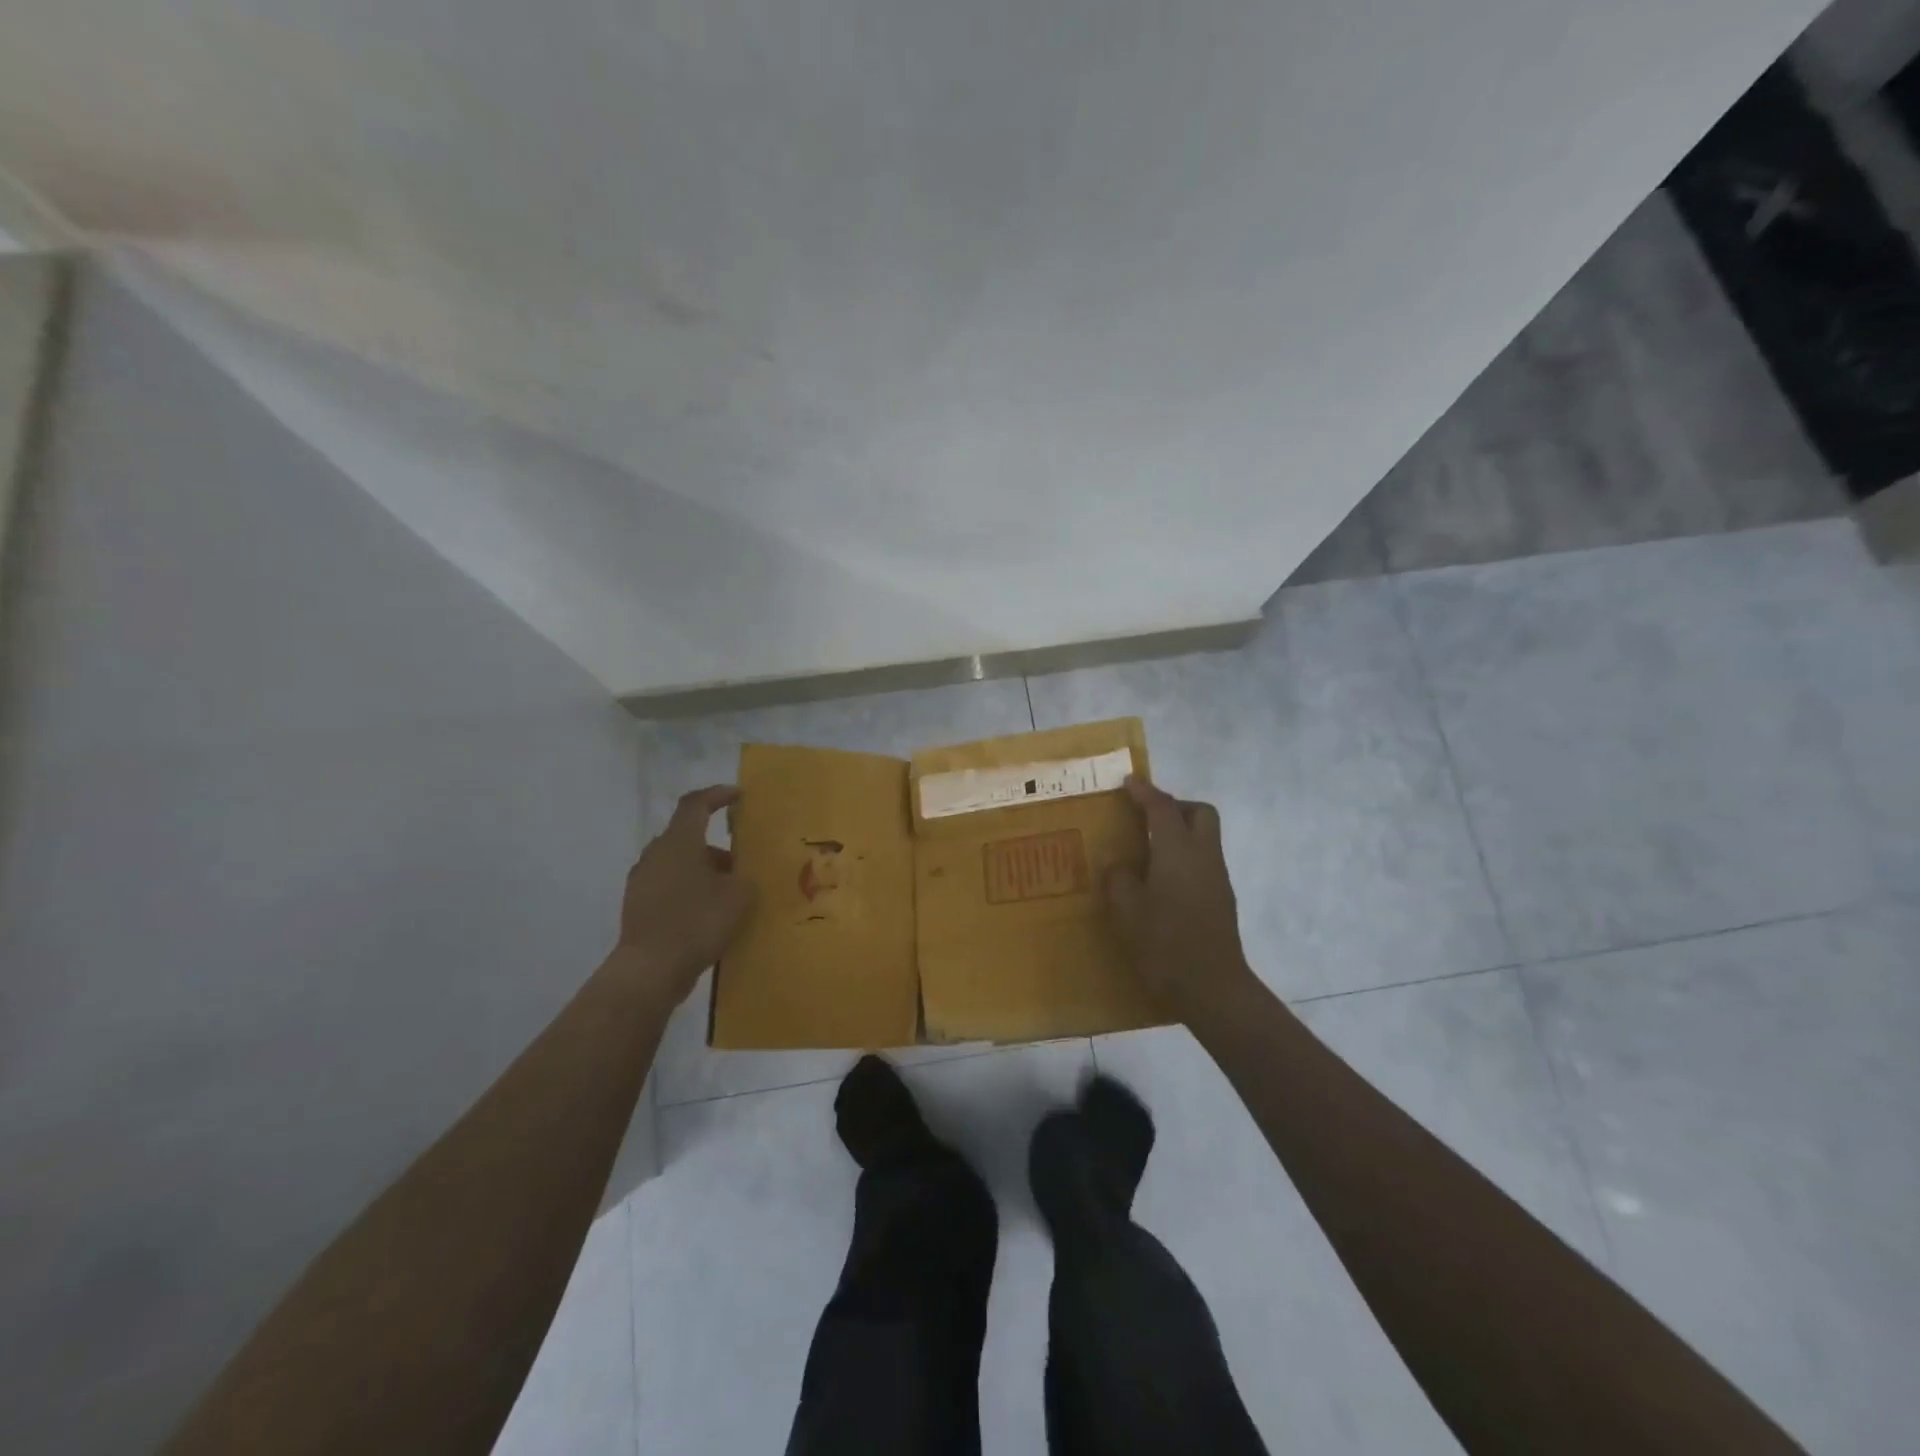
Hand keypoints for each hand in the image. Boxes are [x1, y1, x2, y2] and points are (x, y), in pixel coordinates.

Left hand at [615, 785, 754, 1003]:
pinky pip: (669, 886)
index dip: (717, 795)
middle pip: (688, 836)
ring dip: (703, 870)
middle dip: (716, 846)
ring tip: (729, 893)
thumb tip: (741, 875)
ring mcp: (642, 880)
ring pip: (678, 863)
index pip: (696, 804)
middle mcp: (656, 854)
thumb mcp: (738, 896)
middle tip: (741, 862)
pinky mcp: (637, 905)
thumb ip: (745, 877)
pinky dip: (689, 890)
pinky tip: (708, 913)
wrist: (650, 970)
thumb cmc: (697, 922)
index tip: (738, 795)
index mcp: (679, 842)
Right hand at [1104, 778, 1257, 1023]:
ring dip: (1180, 833)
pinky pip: (1202, 863)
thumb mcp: (1126, 910)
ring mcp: (1217, 878)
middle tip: (1146, 817)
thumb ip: (1119, 878)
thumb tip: (1120, 865)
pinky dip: (1183, 858)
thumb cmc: (1164, 942)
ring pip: (1204, 838)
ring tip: (1147, 850)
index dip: (1144, 792)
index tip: (1129, 783)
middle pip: (1200, 813)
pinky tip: (1160, 881)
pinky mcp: (1221, 900)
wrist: (1211, 987)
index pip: (1162, 808)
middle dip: (1175, 807)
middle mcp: (1203, 856)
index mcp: (1178, 850)